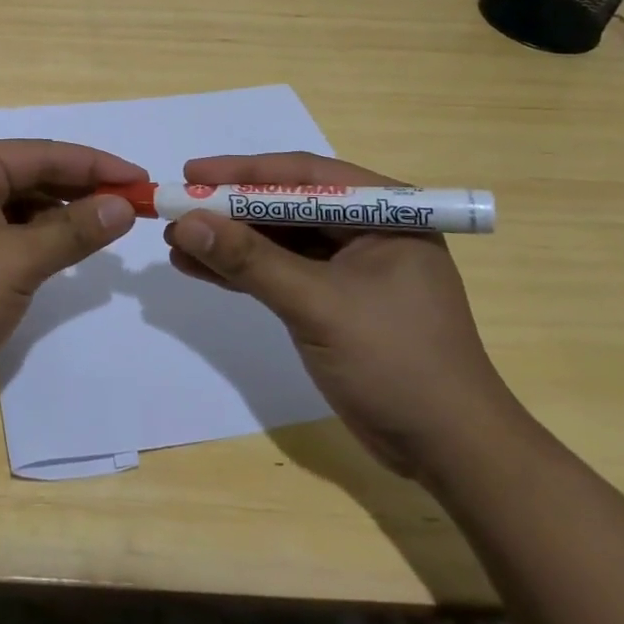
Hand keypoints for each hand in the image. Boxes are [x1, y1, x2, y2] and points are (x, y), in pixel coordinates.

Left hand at [0, 140, 141, 424]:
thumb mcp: (15, 262)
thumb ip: (73, 230)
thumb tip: (123, 205)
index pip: (45, 154)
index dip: (98, 165)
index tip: (143, 181)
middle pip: (32, 177)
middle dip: (82, 191)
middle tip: (134, 208)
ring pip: (18, 208)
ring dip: (61, 218)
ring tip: (108, 230)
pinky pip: (3, 236)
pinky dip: (35, 242)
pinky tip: (64, 255)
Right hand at [163, 152, 523, 477]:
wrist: (448, 452)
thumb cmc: (396, 363)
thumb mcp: (318, 305)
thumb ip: (251, 260)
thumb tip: (186, 222)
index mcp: (384, 212)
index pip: (303, 176)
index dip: (243, 172)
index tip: (191, 174)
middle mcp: (367, 230)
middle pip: (285, 206)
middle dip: (230, 210)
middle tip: (176, 209)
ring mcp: (351, 267)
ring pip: (278, 241)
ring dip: (229, 242)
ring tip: (175, 242)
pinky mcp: (334, 300)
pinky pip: (281, 273)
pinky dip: (242, 272)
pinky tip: (198, 269)